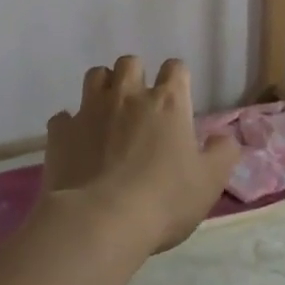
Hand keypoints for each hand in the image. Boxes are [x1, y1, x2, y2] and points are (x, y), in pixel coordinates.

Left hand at [42, 56, 240, 256]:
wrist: (100, 221)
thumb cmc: (164, 199)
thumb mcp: (210, 181)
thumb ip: (223, 153)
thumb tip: (223, 137)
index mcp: (168, 103)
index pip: (176, 68)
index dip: (178, 78)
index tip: (179, 97)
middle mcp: (128, 96)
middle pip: (130, 63)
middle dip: (136, 75)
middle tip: (141, 103)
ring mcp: (90, 111)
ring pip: (95, 76)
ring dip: (104, 87)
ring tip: (108, 112)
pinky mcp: (60, 133)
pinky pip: (64, 117)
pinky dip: (72, 125)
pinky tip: (78, 143)